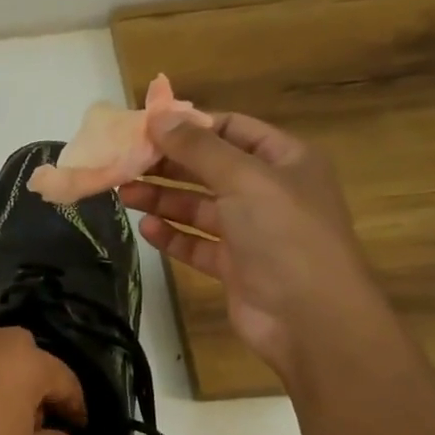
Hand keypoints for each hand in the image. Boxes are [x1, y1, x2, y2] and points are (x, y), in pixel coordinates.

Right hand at [119, 112, 389, 386]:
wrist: (310, 318)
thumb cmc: (284, 235)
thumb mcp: (243, 179)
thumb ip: (198, 148)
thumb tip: (159, 115)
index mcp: (285, 160)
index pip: (232, 130)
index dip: (191, 127)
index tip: (147, 128)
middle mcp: (269, 192)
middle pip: (210, 169)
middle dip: (169, 165)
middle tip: (125, 162)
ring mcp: (252, 231)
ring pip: (199, 207)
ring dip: (164, 199)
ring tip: (124, 194)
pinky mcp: (236, 266)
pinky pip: (197, 244)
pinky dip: (172, 236)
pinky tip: (146, 229)